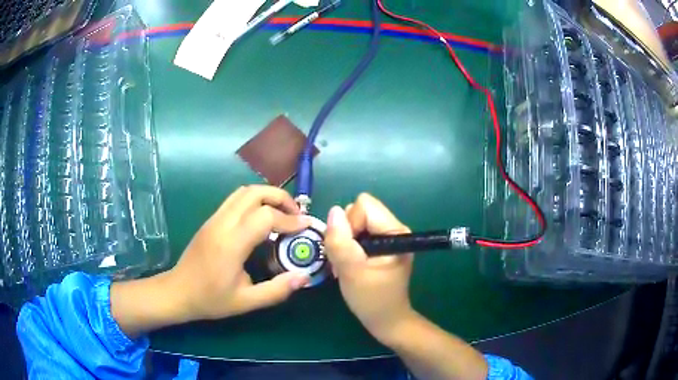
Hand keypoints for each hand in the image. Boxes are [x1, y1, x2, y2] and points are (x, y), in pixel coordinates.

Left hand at [169, 185, 311, 320]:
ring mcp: (214, 219)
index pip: (265, 216)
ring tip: (281, 214)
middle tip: (296, 216)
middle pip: (254, 192)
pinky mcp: (210, 220)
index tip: (306, 226)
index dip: (290, 219)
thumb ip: (277, 290)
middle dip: (280, 198)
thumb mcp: (246, 302)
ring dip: (267, 196)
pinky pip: (235, 199)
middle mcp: (222, 224)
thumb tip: (304, 277)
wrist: (178, 292)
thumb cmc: (210, 299)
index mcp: (231, 244)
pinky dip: (254, 200)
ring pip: (243, 192)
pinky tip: (261, 219)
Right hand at [324, 193, 415, 343]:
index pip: (364, 205)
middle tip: (345, 260)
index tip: (349, 250)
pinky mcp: (380, 246)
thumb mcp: (352, 272)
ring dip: (344, 243)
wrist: (386, 321)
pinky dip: (348, 248)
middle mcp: (393, 228)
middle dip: (346, 233)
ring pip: (355, 222)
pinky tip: (349, 266)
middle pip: (359, 211)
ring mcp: (386, 237)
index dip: (350, 224)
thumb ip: (341, 242)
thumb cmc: (372, 300)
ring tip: (347, 266)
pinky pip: (357, 234)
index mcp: (395, 231)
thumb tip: (333, 211)